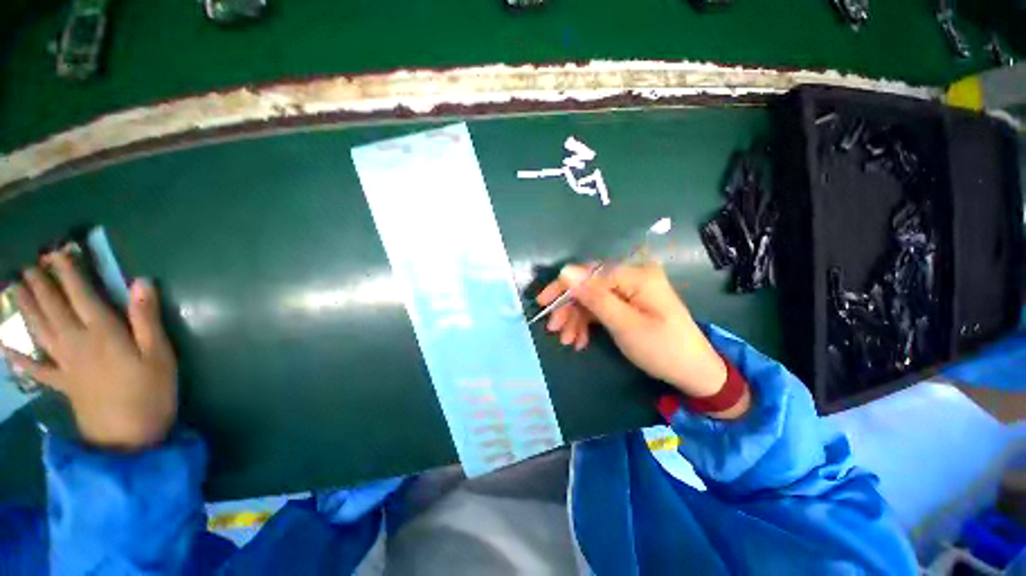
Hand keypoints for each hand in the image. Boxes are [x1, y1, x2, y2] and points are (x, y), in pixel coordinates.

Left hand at [1, 248, 177, 450]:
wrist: (129, 438)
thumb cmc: (151, 390)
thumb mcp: (160, 354)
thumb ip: (147, 318)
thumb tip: (141, 282)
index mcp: (102, 334)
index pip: (81, 295)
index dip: (68, 273)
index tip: (56, 253)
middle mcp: (76, 343)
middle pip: (54, 309)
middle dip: (40, 285)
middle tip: (27, 265)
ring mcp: (65, 365)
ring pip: (40, 330)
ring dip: (26, 308)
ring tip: (15, 289)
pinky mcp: (63, 384)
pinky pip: (36, 369)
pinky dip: (19, 358)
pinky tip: (6, 348)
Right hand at [537, 263, 748, 417]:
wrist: (695, 373)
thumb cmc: (662, 349)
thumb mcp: (624, 325)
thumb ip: (594, 297)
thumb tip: (565, 271)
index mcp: (636, 275)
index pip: (589, 273)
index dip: (564, 287)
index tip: (543, 304)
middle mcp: (632, 276)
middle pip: (589, 286)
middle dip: (570, 308)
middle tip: (555, 331)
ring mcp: (630, 290)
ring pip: (592, 299)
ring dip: (576, 319)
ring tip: (568, 341)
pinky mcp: (628, 303)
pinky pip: (601, 308)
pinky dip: (588, 323)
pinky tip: (580, 339)